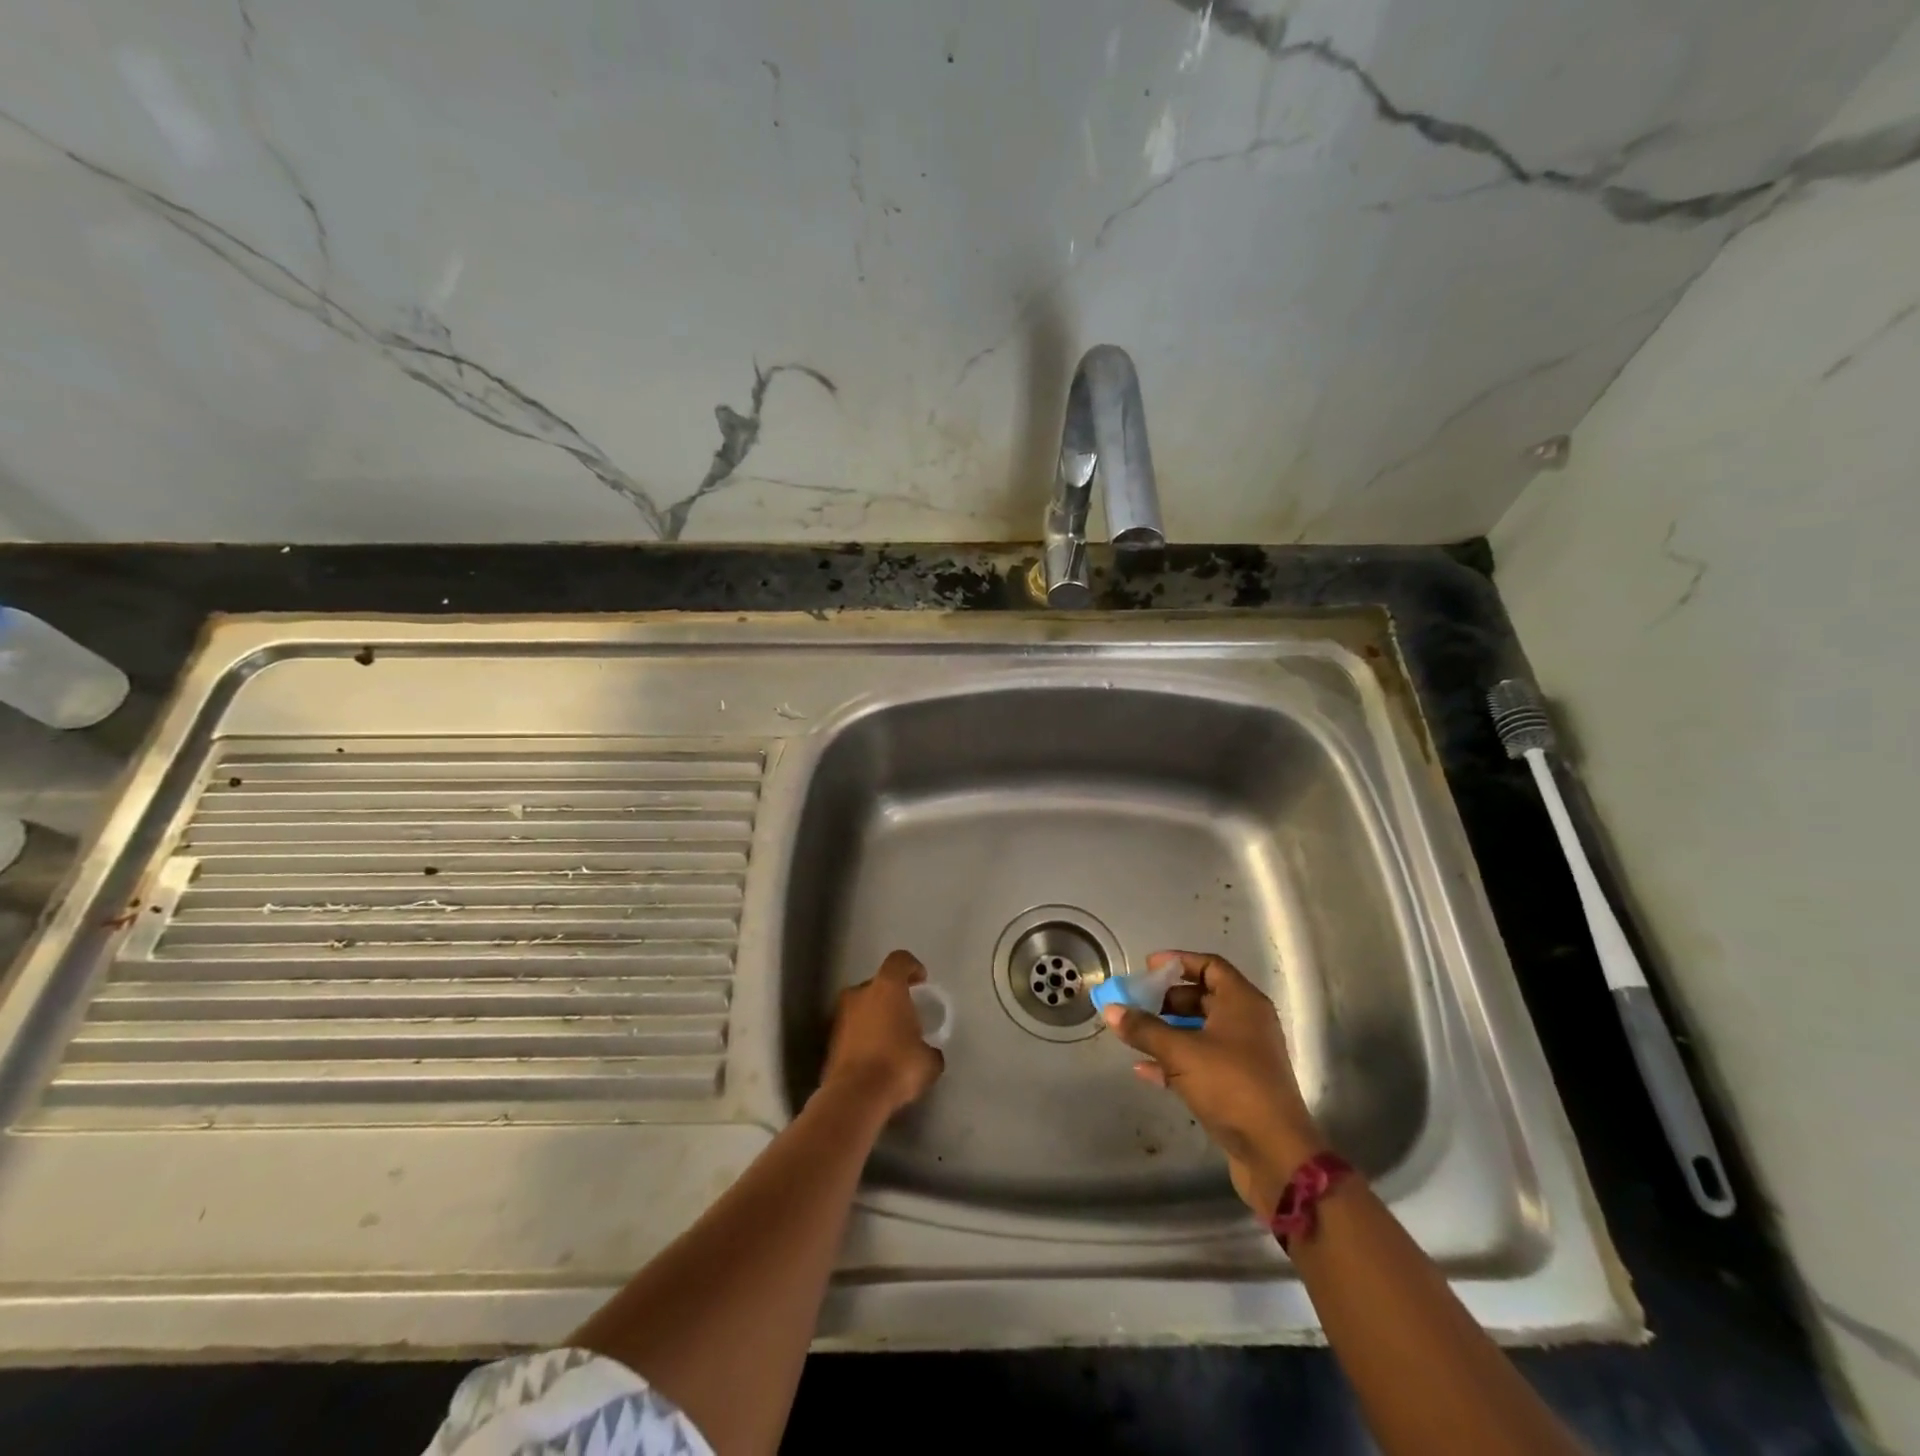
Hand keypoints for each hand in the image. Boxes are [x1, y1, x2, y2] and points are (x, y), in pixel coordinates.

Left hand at [821, 950, 944, 1117]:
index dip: (912, 967)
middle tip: (905, 1016)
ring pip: (861, 1007)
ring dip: (874, 1017)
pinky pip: (851, 1030)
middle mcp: (859, 994)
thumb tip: (929, 1053)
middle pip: (878, 984)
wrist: (854, 1097)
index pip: (899, 960)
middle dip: (891, 996)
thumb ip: (930, 1049)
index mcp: (887, 988)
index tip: (921, 982)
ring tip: (889, 1040)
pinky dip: (862, 1037)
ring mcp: (840, 1016)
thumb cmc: (897, 1066)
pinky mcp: (828, 1040)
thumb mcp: (928, 1061)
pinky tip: (874, 1058)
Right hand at [1103, 950, 1325, 1213]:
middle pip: (1203, 998)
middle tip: (1135, 1002)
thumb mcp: (1181, 1052)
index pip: (1210, 966)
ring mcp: (1243, 1057)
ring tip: (1134, 1032)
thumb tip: (1111, 1010)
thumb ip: (1144, 1029)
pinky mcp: (1236, 1087)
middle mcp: (1247, 1023)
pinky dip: (1174, 1061)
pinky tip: (1144, 1070)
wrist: (1274, 1154)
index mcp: (1242, 1003)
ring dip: (1168, 1031)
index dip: (1178, 961)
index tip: (1147, 967)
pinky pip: (1200, 1062)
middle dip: (1167, 999)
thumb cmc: (1231, 1086)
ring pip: (1200, 1031)